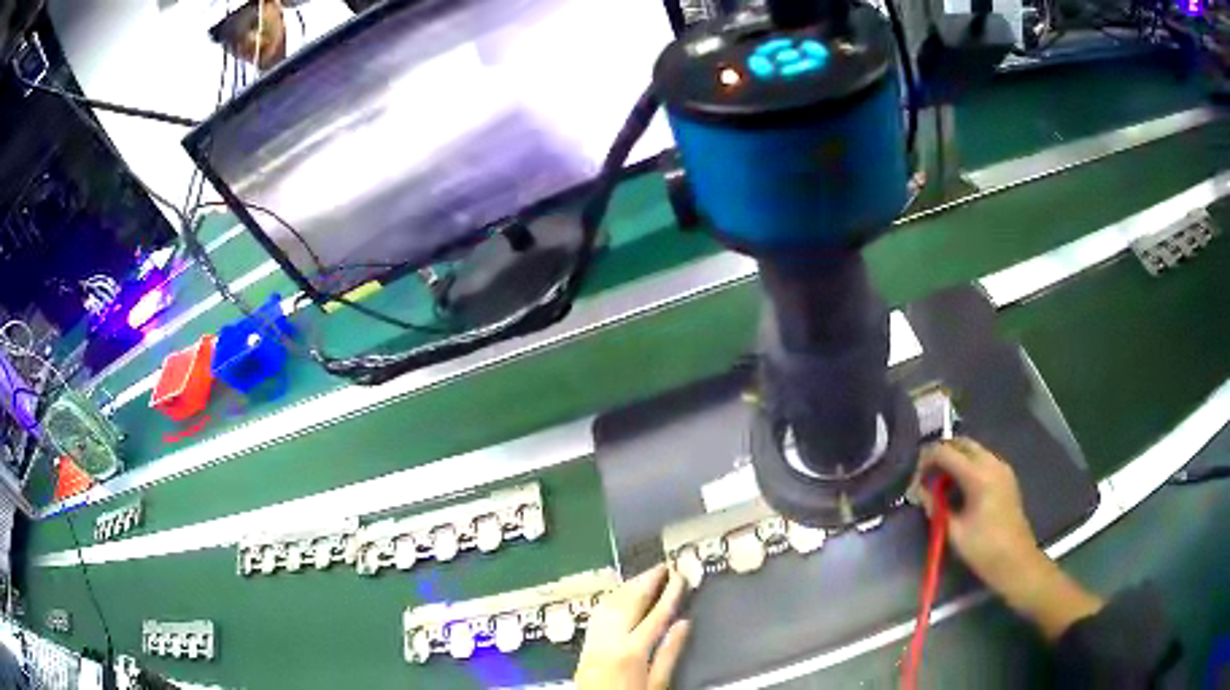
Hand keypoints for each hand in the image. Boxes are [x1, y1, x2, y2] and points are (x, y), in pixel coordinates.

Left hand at [575, 564, 691, 689]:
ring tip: (646, 575)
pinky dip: (612, 598)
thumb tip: (684, 623)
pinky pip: (598, 614)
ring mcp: (594, 641)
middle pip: (629, 602)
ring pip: (610, 604)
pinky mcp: (585, 646)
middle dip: (647, 581)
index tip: (681, 575)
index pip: (655, 614)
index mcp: (632, 651)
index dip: (670, 593)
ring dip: (628, 586)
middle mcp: (609, 640)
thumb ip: (670, 653)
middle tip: (664, 566)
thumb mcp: (658, 685)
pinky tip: (621, 595)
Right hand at [915, 438, 1101, 638]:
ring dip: (954, 459)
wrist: (1017, 562)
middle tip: (924, 477)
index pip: (946, 451)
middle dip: (940, 454)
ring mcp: (1002, 468)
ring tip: (938, 484)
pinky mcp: (1006, 477)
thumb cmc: (984, 550)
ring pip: (972, 449)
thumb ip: (935, 507)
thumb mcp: (954, 532)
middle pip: (961, 443)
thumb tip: (918, 492)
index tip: (912, 479)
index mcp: (979, 475)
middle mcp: (992, 463)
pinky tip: (958, 488)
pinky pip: (982, 459)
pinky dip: (966, 465)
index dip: (925, 460)